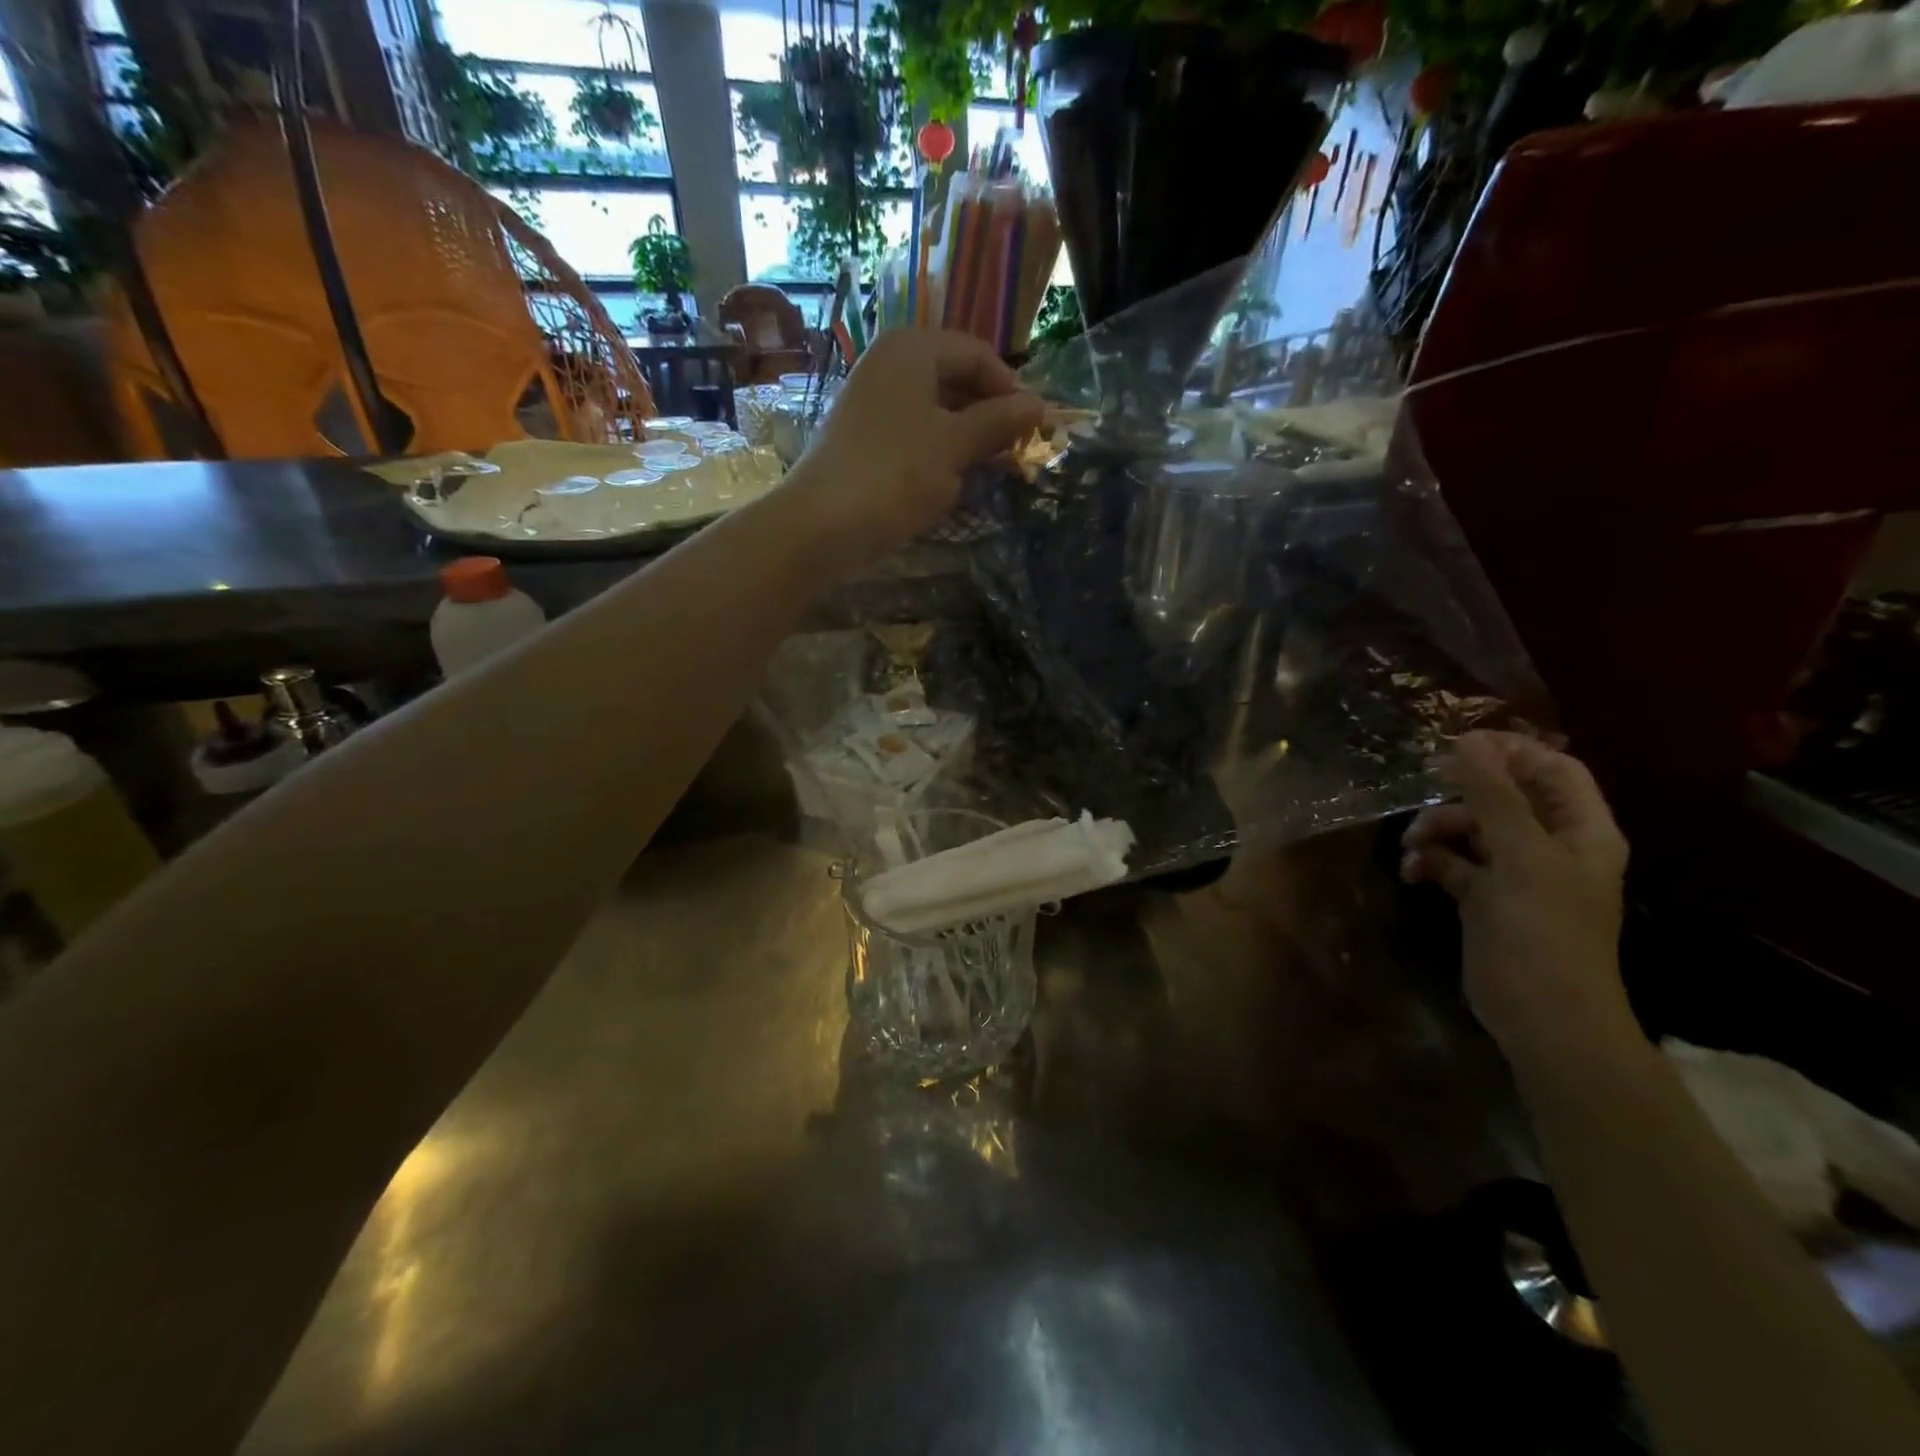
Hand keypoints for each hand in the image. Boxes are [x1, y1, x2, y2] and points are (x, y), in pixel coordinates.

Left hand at [782, 329, 1043, 566]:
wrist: (823, 524)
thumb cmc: (896, 473)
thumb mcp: (956, 445)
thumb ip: (998, 422)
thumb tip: (1039, 405)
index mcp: (911, 349)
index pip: (976, 353)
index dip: (1010, 388)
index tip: (1034, 427)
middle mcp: (888, 365)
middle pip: (954, 379)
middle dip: (988, 414)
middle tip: (1015, 451)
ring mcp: (871, 403)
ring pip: (934, 410)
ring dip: (966, 437)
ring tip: (990, 470)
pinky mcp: (863, 439)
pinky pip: (913, 435)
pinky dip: (938, 453)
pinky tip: (952, 481)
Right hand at [1401, 731, 1636, 1059]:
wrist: (1542, 1018)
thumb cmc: (1544, 933)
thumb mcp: (1519, 857)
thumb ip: (1493, 797)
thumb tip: (1467, 741)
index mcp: (1580, 832)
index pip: (1553, 770)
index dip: (1512, 752)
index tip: (1458, 745)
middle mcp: (1550, 847)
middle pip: (1504, 798)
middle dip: (1460, 795)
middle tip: (1421, 789)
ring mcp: (1515, 874)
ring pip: (1470, 829)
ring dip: (1436, 830)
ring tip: (1412, 846)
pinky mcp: (1484, 899)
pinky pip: (1452, 863)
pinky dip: (1430, 861)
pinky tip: (1411, 871)